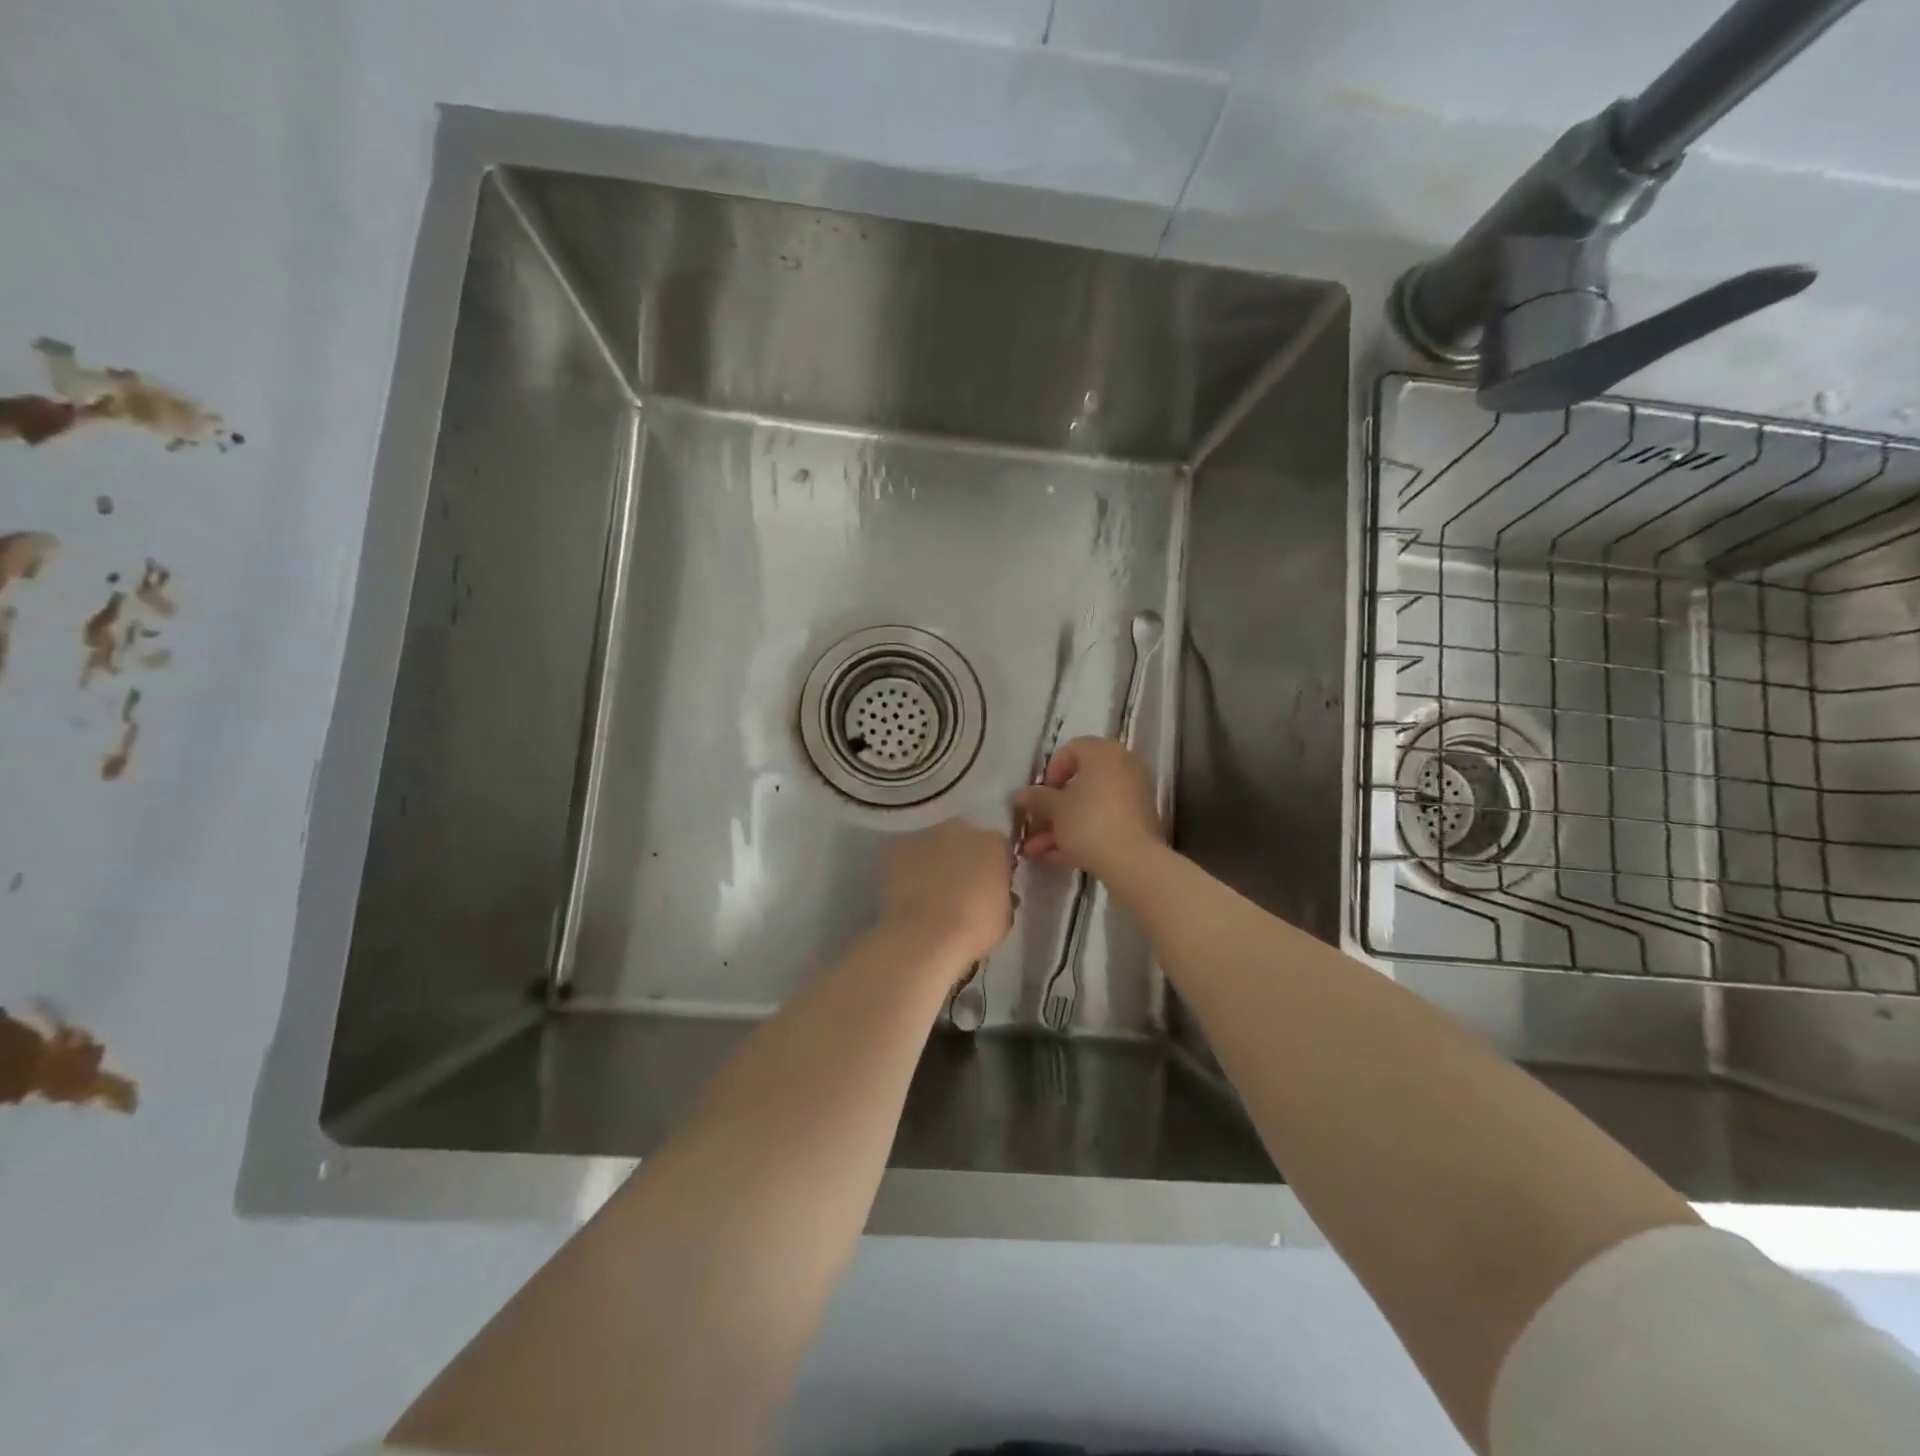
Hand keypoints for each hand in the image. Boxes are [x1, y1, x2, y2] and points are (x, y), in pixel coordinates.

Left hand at [880, 819, 1013, 963]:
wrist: (926, 935)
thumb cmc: (975, 928)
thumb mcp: (1004, 916)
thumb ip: (1002, 896)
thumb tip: (994, 893)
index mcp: (993, 843)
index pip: (998, 850)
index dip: (993, 870)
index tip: (989, 891)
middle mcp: (960, 829)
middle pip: (964, 841)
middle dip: (963, 861)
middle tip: (959, 891)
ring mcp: (926, 836)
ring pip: (933, 847)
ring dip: (934, 863)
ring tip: (928, 895)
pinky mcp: (896, 848)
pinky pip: (906, 857)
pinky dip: (907, 871)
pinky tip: (907, 895)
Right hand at [1012, 736, 1161, 880]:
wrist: (1132, 861)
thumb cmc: (1089, 822)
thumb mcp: (1055, 809)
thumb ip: (1037, 798)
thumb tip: (1021, 794)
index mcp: (1104, 753)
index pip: (1072, 749)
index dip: (1051, 771)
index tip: (1040, 795)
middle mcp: (1123, 768)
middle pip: (1080, 782)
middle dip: (1052, 807)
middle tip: (1034, 825)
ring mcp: (1134, 796)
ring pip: (1090, 806)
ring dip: (1061, 826)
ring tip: (1035, 851)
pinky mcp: (1139, 823)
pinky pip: (1104, 821)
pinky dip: (1082, 834)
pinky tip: (1056, 857)